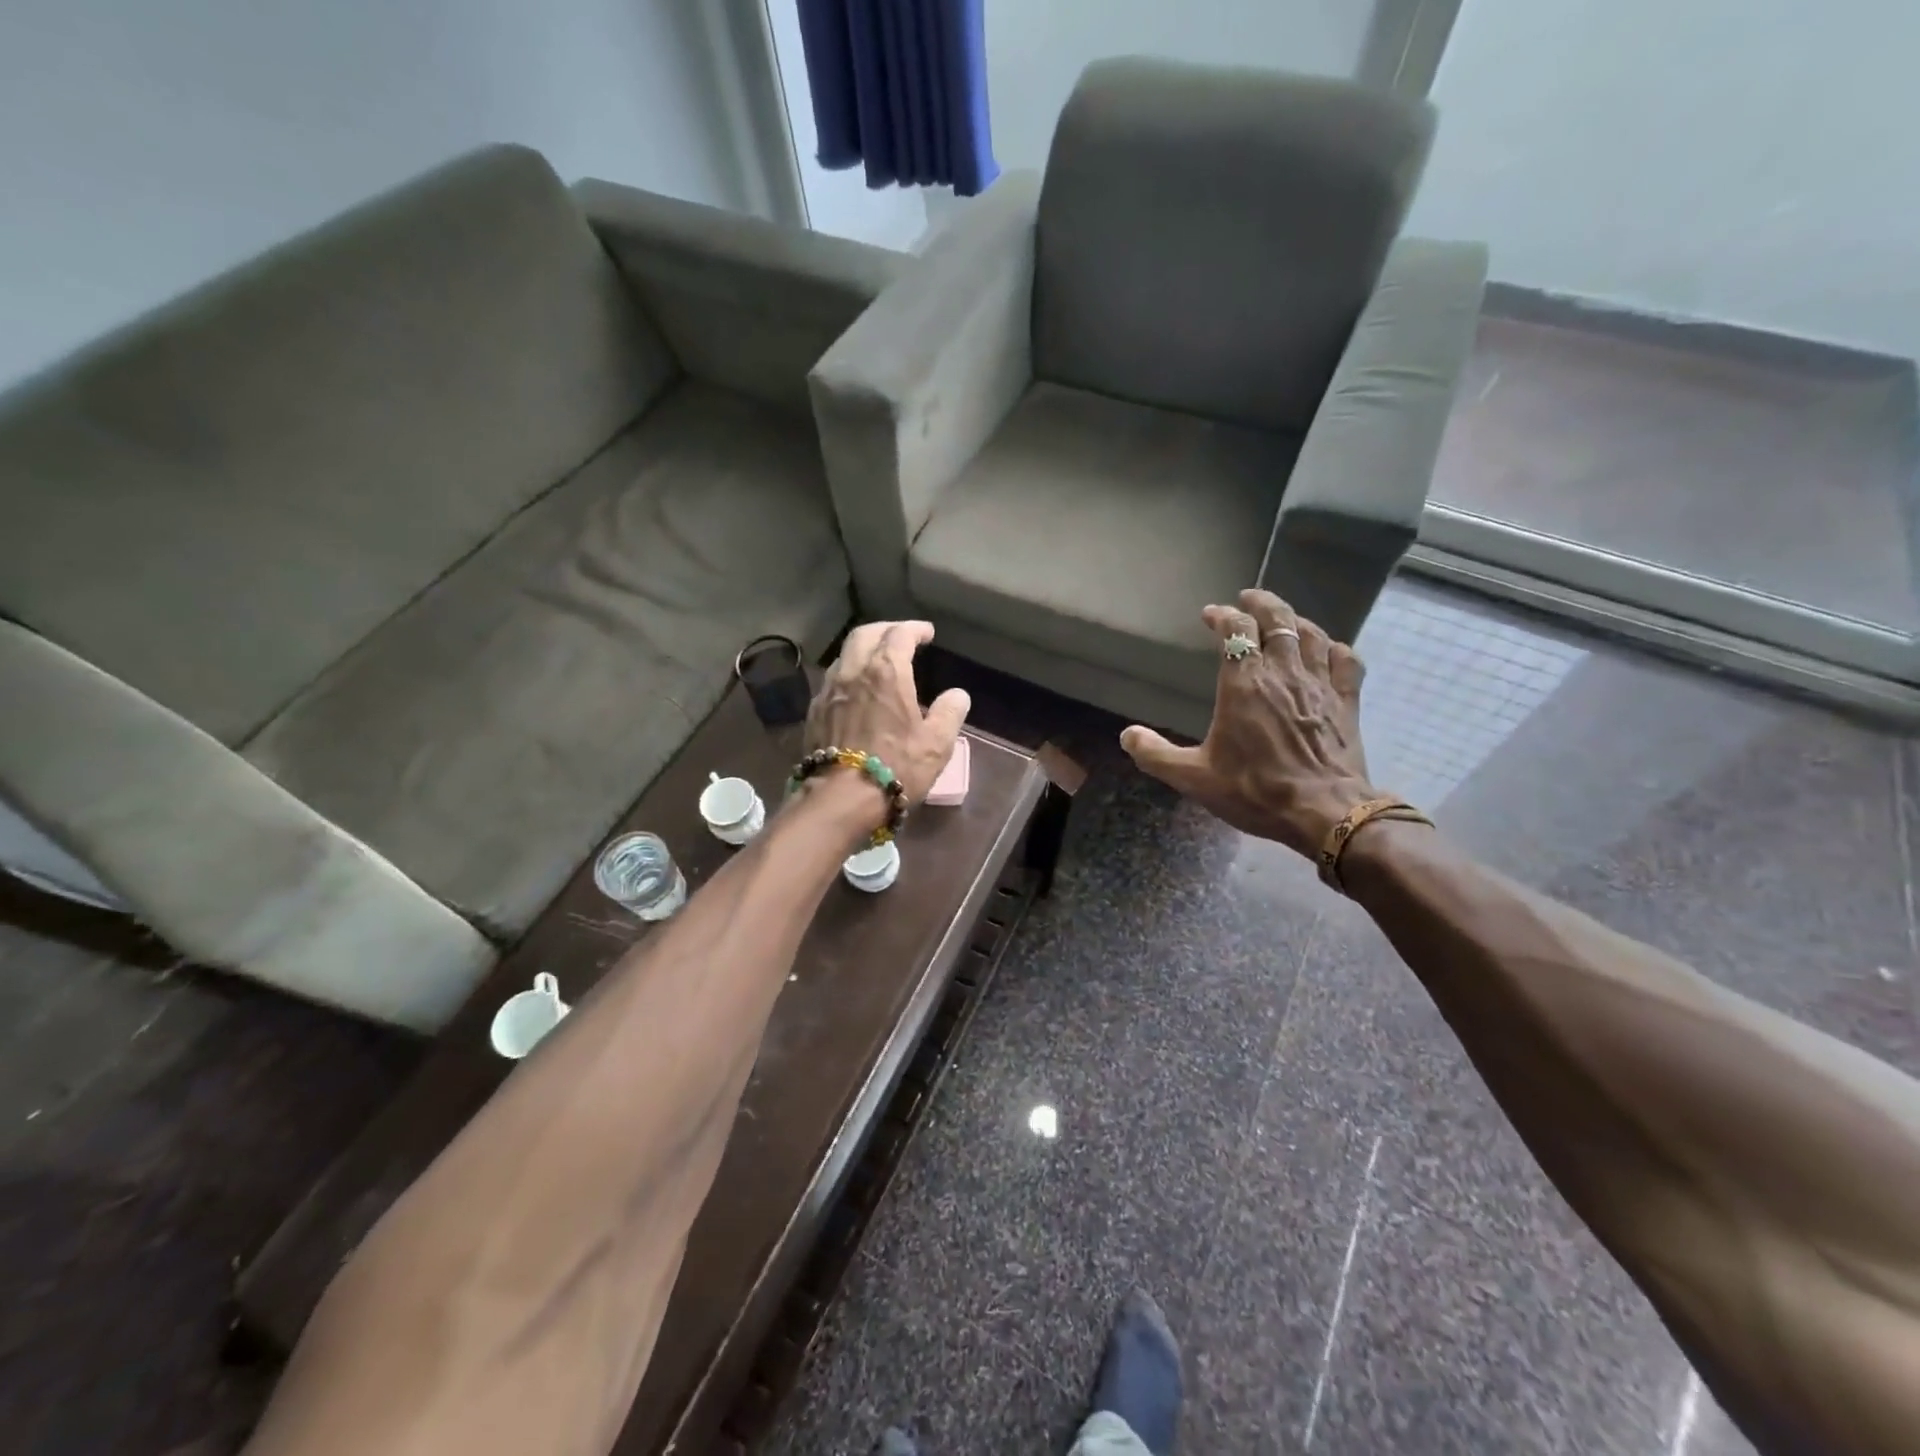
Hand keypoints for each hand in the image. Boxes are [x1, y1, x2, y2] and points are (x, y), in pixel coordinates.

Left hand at [805, 620, 971, 809]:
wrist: (841, 799)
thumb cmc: (896, 767)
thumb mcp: (937, 743)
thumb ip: (950, 713)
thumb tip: (957, 695)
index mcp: (886, 672)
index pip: (900, 635)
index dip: (915, 629)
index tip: (927, 633)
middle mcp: (853, 671)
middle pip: (865, 634)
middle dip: (885, 630)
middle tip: (901, 637)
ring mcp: (828, 690)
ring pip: (845, 655)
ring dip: (863, 651)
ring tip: (878, 662)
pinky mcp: (814, 712)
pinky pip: (832, 680)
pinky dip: (848, 674)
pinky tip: (856, 691)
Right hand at [1120, 589, 1379, 858]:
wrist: (1323, 812)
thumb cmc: (1255, 790)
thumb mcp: (1194, 778)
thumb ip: (1155, 754)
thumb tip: (1127, 735)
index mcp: (1244, 684)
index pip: (1236, 631)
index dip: (1223, 616)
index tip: (1211, 614)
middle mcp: (1282, 673)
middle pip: (1277, 620)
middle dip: (1261, 603)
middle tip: (1248, 598)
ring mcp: (1319, 684)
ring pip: (1311, 634)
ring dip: (1294, 620)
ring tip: (1283, 619)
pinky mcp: (1346, 701)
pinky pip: (1345, 660)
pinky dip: (1333, 648)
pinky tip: (1327, 650)